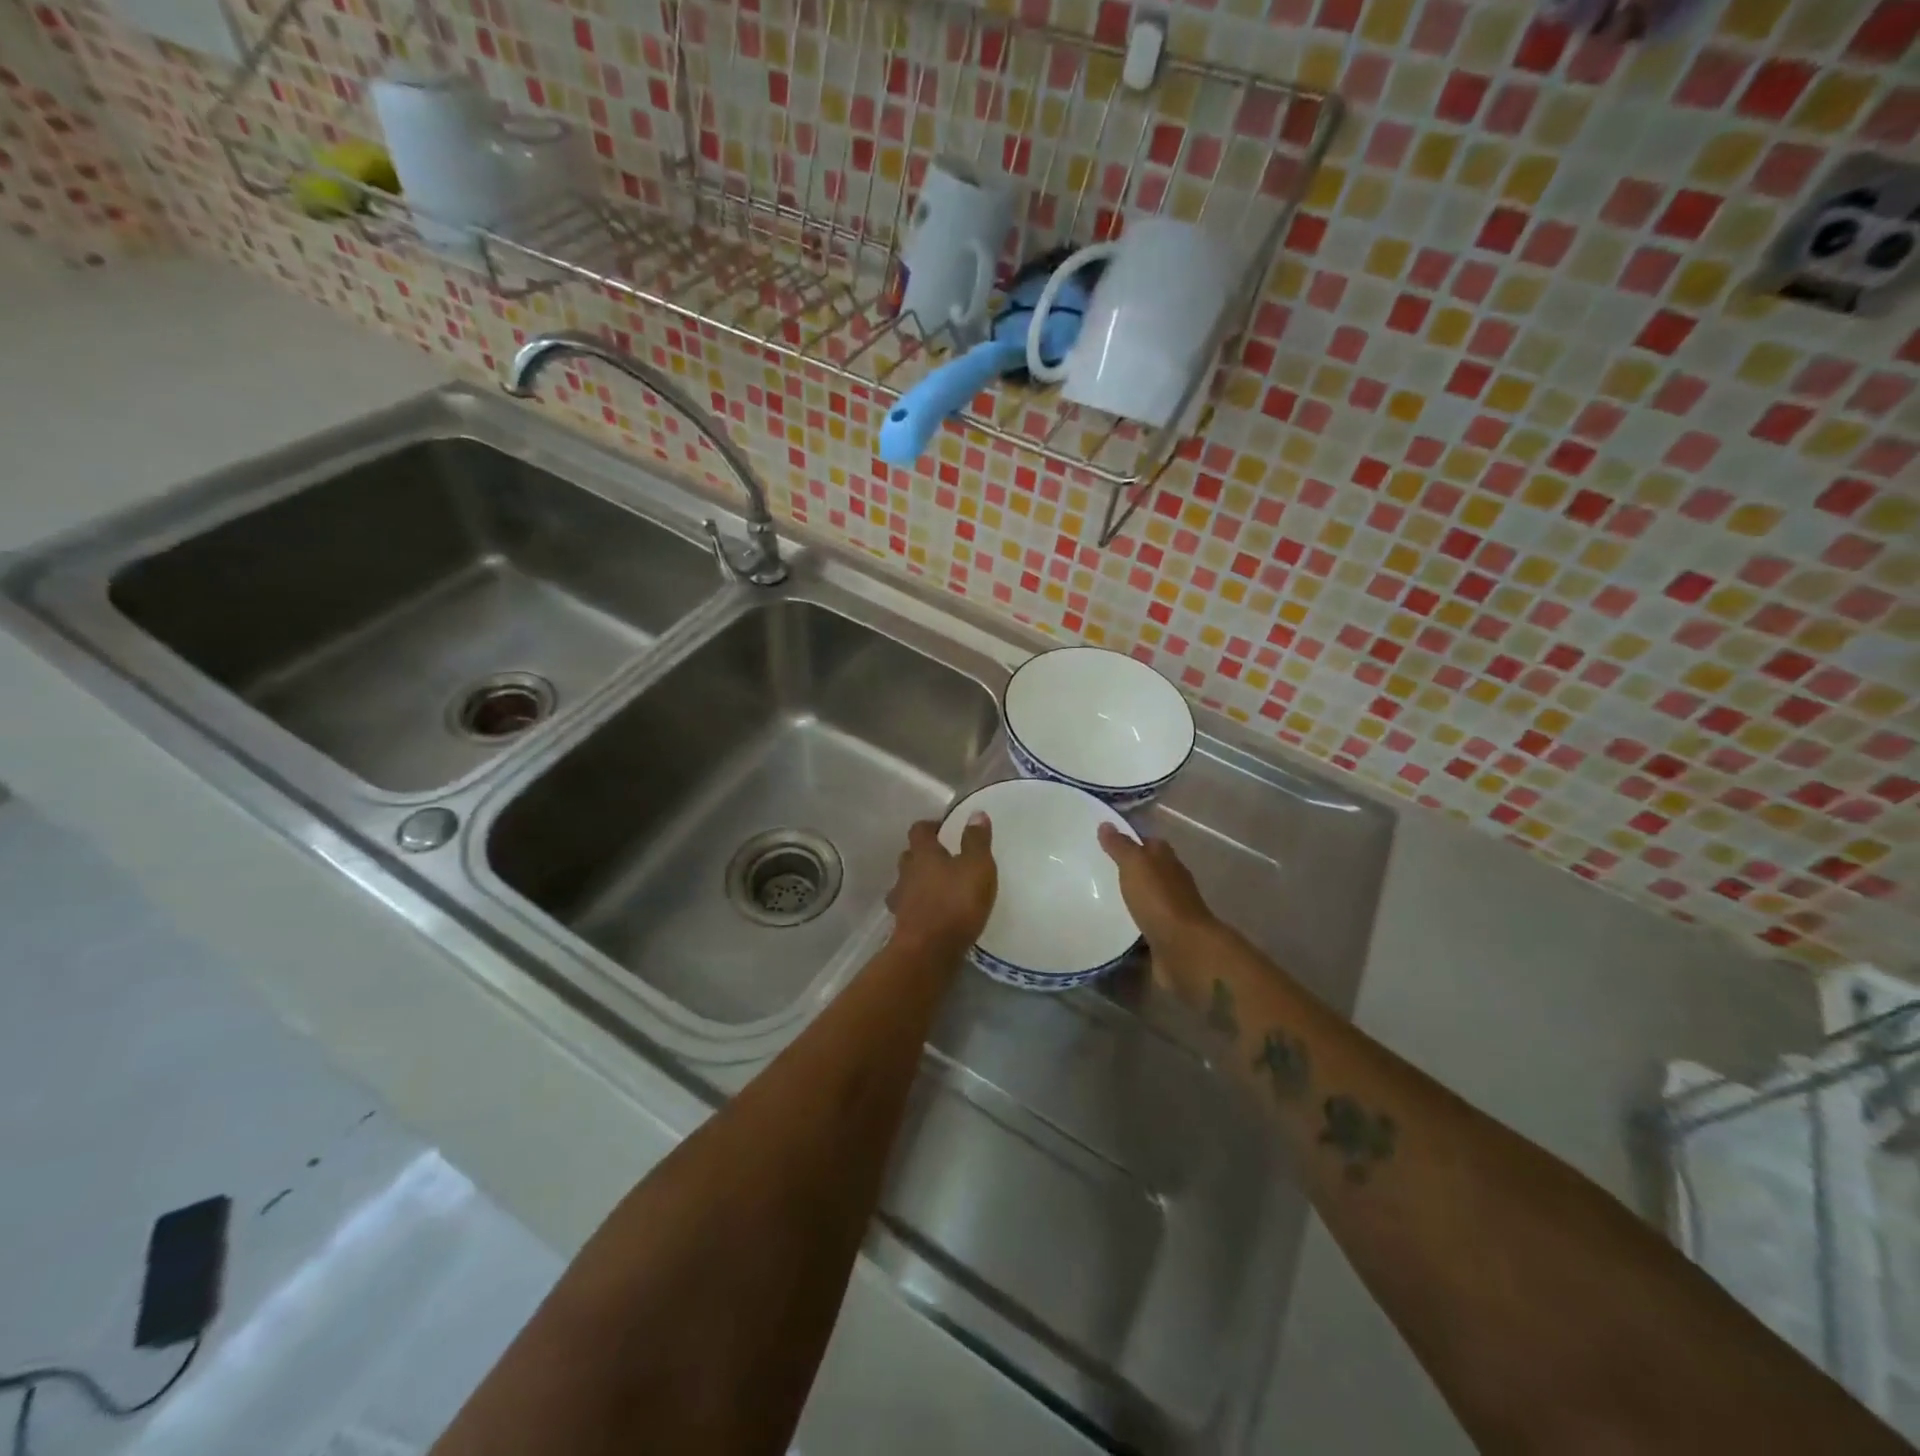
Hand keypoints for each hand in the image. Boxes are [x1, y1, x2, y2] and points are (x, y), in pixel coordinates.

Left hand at [887, 814, 996, 954]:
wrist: (928, 952)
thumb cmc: (955, 903)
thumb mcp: (976, 867)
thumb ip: (976, 841)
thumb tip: (975, 813)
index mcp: (923, 853)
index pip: (919, 830)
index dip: (931, 826)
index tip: (944, 828)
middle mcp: (906, 873)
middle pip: (909, 856)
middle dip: (923, 854)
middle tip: (944, 858)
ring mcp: (901, 900)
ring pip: (906, 883)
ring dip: (919, 882)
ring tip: (939, 887)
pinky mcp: (903, 925)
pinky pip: (910, 907)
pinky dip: (920, 906)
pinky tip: (934, 913)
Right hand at [1097, 823, 1215, 956]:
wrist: (1185, 949)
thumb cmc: (1159, 900)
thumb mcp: (1136, 865)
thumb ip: (1121, 846)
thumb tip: (1106, 823)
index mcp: (1167, 861)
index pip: (1149, 843)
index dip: (1130, 840)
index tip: (1105, 841)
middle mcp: (1172, 883)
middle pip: (1149, 870)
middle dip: (1128, 870)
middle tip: (1096, 870)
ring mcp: (1171, 911)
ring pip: (1147, 898)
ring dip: (1131, 897)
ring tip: (1099, 898)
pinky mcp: (1165, 936)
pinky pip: (1145, 925)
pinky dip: (1132, 924)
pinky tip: (1113, 926)